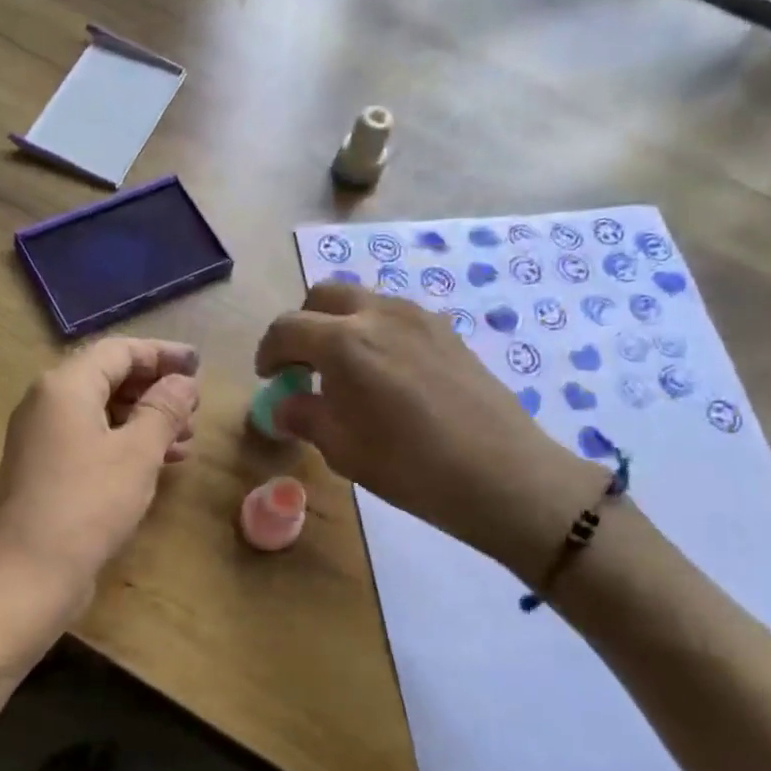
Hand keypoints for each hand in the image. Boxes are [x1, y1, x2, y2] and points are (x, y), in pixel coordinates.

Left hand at [0, 337, 199, 619]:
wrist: (26, 575)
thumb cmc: (87, 505)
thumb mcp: (137, 453)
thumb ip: (163, 410)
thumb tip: (184, 382)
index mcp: (64, 386)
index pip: (118, 351)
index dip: (162, 354)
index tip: (198, 365)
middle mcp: (46, 402)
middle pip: (107, 378)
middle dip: (155, 390)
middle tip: (195, 408)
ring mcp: (41, 437)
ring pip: (101, 412)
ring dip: (144, 420)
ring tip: (187, 440)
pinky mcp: (44, 469)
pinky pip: (90, 440)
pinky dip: (124, 443)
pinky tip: (158, 463)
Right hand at [255, 282, 604, 579]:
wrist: (501, 473)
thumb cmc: (409, 466)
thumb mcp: (342, 449)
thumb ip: (305, 416)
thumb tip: (284, 406)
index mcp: (343, 343)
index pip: (287, 328)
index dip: (269, 351)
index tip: (270, 377)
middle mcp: (378, 314)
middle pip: (324, 297)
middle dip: (303, 325)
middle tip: (302, 365)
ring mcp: (418, 317)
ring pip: (363, 301)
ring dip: (340, 325)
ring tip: (344, 371)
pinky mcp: (446, 330)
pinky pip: (395, 316)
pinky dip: (374, 332)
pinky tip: (385, 374)